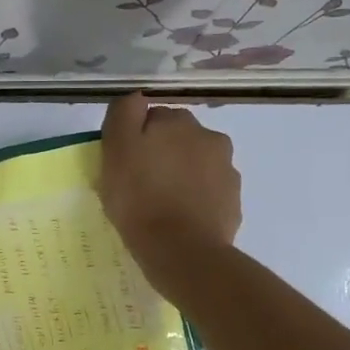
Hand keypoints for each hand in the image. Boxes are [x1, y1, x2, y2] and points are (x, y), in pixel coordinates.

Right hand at [100, 94, 240, 299]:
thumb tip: (137, 98)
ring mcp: (227, 171)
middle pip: (179, 140)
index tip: (125, 164)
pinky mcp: (233, 202)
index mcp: (178, 121)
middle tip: (141, 185)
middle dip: (164, 154)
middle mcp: (209, 137)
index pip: (153, 118)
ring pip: (197, 166)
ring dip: (182, 176)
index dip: (136, 139)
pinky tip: (180, 220)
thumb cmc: (139, 199)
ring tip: (162, 206)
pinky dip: (196, 200)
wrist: (182, 250)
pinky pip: (209, 194)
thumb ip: (124, 114)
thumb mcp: (117, 150)